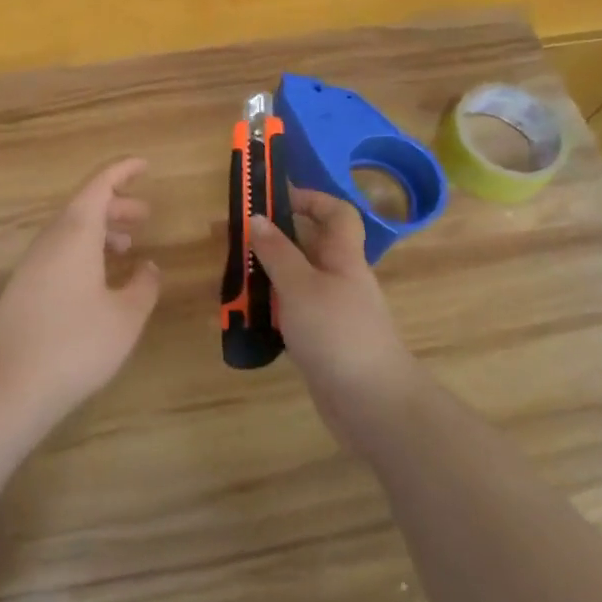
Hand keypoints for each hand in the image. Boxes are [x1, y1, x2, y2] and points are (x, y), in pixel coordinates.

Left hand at [0, 158, 161, 430]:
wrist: (9, 385)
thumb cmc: (76, 345)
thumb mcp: (125, 317)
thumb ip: (143, 285)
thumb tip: (149, 266)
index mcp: (75, 233)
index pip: (99, 185)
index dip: (122, 171)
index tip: (145, 165)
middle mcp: (50, 240)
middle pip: (84, 206)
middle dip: (116, 204)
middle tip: (145, 214)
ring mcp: (32, 264)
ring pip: (70, 231)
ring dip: (101, 230)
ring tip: (128, 246)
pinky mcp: (23, 287)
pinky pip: (59, 252)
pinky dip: (84, 251)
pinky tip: (99, 279)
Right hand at [250, 190, 419, 454]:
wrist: (373, 404)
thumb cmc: (338, 333)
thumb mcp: (301, 286)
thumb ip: (277, 252)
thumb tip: (257, 218)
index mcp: (342, 257)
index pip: (336, 213)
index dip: (309, 198)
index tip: (272, 197)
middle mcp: (339, 278)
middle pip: (308, 245)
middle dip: (271, 237)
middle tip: (231, 236)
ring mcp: (331, 311)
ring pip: (295, 280)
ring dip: (264, 274)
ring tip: (228, 274)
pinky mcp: (320, 340)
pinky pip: (290, 312)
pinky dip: (268, 308)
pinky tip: (243, 315)